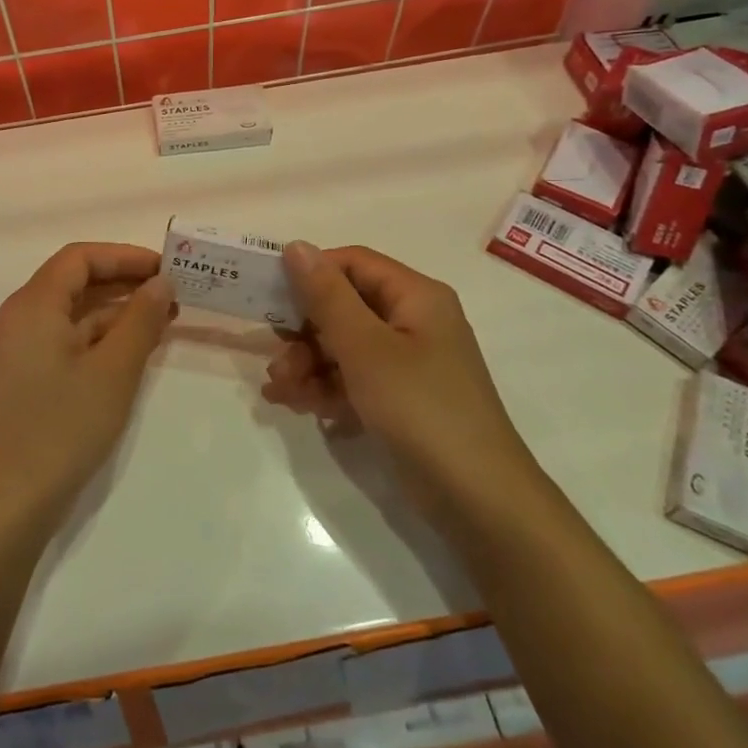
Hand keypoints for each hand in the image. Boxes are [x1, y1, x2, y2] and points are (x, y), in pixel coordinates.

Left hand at [0, 242, 175, 529]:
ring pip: (70, 314)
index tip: (165, 269)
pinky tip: (132, 351)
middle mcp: (18, 319)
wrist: (10, 503)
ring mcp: (17, 351)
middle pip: (73, 282)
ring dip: (114, 312)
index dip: (124, 256)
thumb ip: (141, 320)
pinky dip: (97, 338)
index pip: (79, 258)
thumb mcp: (114, 371)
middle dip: (123, 283)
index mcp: (32, 305)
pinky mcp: (22, 379)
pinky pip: (63, 341)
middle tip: (171, 294)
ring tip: (162, 322)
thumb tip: (161, 284)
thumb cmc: (63, 427)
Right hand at [262, 242, 537, 515]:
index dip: (310, 274)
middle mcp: (413, 321)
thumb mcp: (366, 348)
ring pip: (342, 345)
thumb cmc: (421, 409)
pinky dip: (324, 387)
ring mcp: (407, 363)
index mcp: (415, 297)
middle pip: (344, 306)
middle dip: (303, 332)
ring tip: (279, 390)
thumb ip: (327, 296)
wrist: (478, 502)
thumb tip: (296, 245)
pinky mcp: (399, 399)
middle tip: (274, 357)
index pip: (352, 263)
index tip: (269, 296)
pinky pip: (352, 378)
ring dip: (307, 363)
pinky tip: (297, 405)